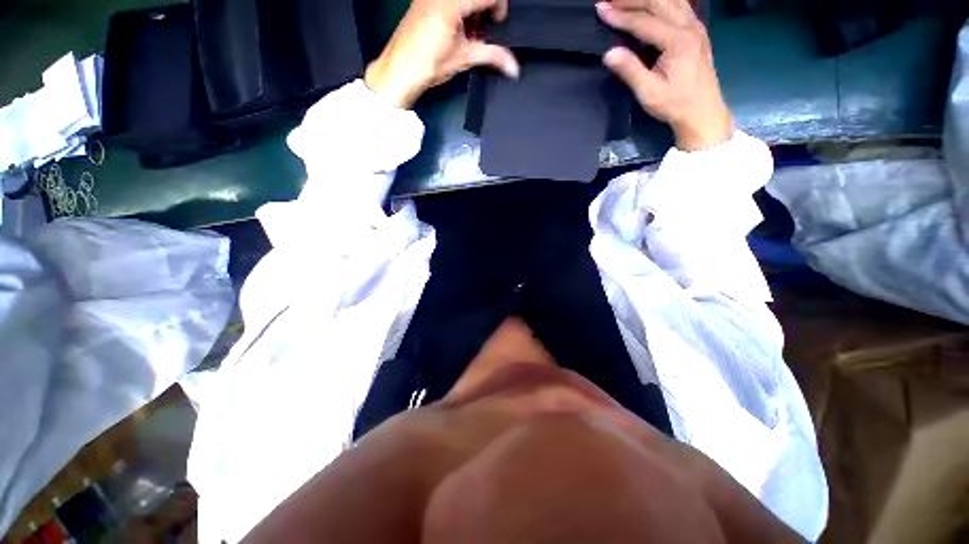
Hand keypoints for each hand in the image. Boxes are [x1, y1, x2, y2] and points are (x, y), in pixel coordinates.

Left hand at [365, 0, 519, 108]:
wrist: (400, 70)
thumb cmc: (424, 64)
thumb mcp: (464, 58)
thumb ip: (492, 56)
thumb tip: (512, 65)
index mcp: (452, 3)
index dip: (498, 8)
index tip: (496, 24)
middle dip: (484, 11)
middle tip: (480, 32)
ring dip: (471, 12)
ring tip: (466, 35)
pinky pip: (449, 0)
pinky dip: (459, 11)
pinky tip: (455, 30)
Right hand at [596, 0, 733, 150]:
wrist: (702, 111)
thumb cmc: (675, 104)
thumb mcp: (648, 92)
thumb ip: (630, 70)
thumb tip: (609, 53)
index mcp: (677, 40)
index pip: (644, 21)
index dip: (620, 15)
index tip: (600, 9)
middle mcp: (689, 26)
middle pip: (658, 1)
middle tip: (608, 0)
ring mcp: (695, 25)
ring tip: (625, 0)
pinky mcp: (696, 30)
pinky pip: (679, 5)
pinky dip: (661, 1)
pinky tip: (650, 4)